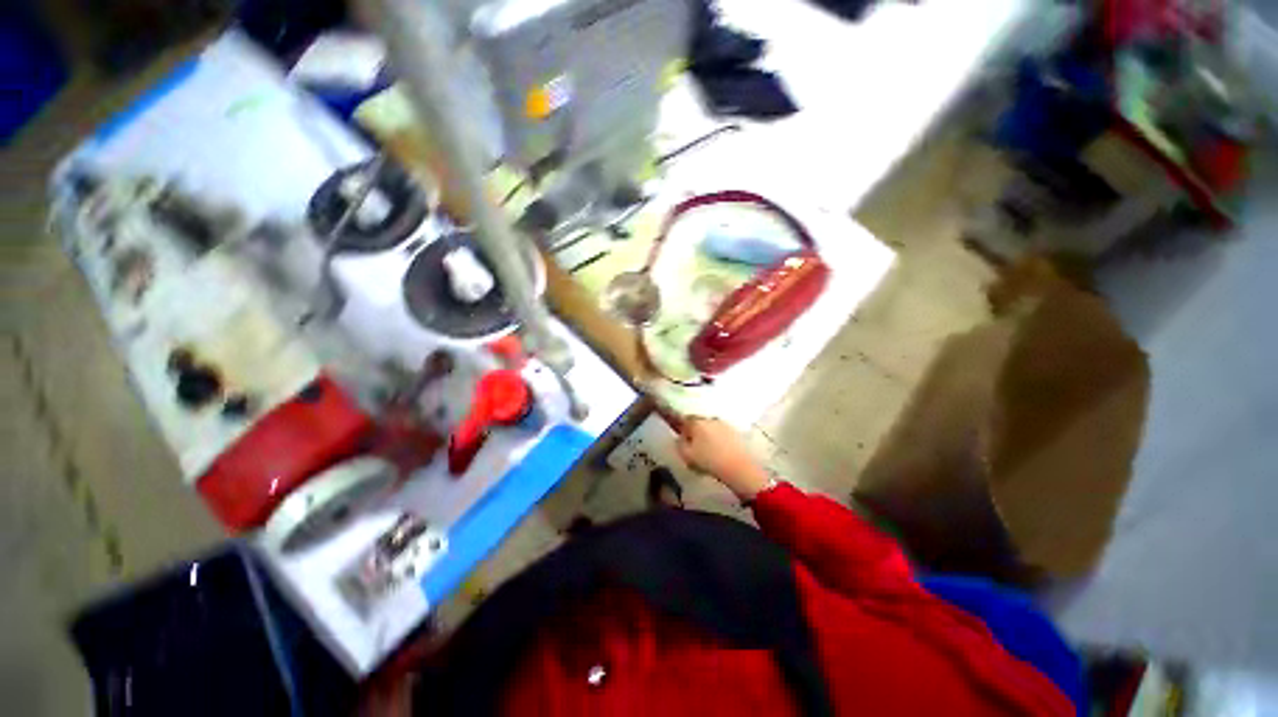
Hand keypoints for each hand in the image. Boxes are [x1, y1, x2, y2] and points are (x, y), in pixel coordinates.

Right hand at [675, 418, 772, 500]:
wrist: (738, 467)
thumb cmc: (708, 461)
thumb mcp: (686, 455)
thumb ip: (679, 444)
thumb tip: (679, 438)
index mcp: (697, 422)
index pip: (685, 420)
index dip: (682, 429)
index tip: (682, 439)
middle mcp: (710, 419)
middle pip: (699, 423)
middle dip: (695, 432)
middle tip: (694, 446)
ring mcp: (724, 425)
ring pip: (711, 428)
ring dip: (708, 436)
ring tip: (707, 451)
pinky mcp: (735, 433)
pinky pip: (721, 434)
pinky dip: (718, 440)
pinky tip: (719, 452)